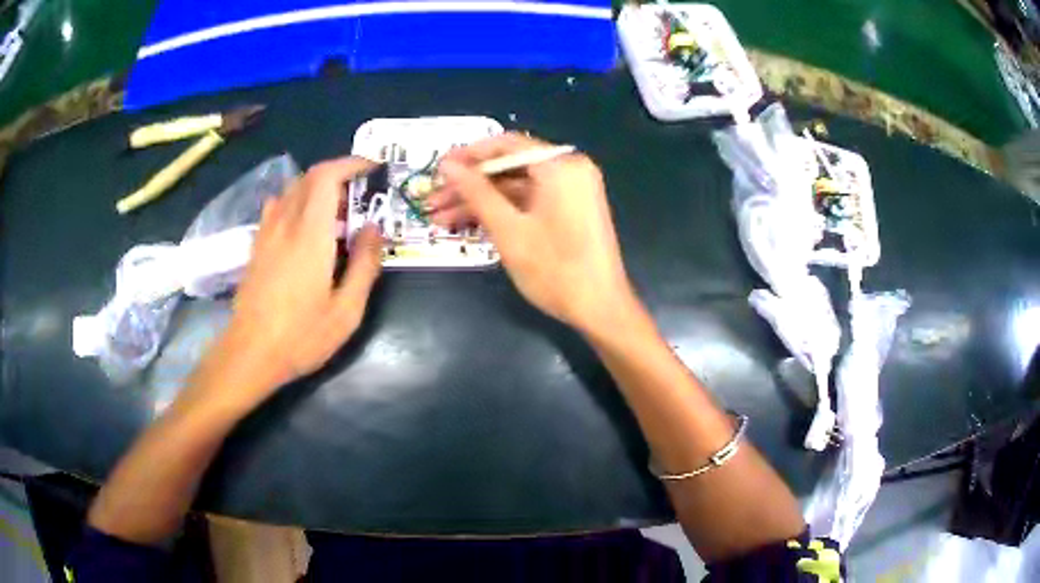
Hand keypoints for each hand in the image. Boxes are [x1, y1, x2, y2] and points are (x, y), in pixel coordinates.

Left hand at [214, 157, 382, 394]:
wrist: (250, 354)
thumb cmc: (301, 336)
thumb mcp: (347, 310)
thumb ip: (365, 264)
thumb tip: (375, 228)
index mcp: (310, 234)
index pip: (326, 176)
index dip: (351, 163)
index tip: (372, 168)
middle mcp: (285, 223)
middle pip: (309, 177)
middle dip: (338, 174)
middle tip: (360, 196)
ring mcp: (267, 233)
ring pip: (292, 190)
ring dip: (317, 188)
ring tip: (336, 213)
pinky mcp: (257, 246)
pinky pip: (277, 207)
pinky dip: (297, 202)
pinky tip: (305, 227)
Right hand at [429, 133, 636, 332]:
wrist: (601, 309)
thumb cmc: (555, 270)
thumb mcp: (509, 229)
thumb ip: (476, 192)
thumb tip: (447, 165)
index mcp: (560, 165)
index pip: (506, 144)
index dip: (468, 155)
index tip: (438, 168)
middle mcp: (569, 169)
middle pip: (509, 166)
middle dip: (469, 184)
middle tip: (433, 199)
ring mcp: (571, 191)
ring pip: (515, 187)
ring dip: (479, 201)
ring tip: (439, 218)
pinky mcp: (569, 210)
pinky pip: (529, 201)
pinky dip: (502, 211)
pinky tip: (468, 224)